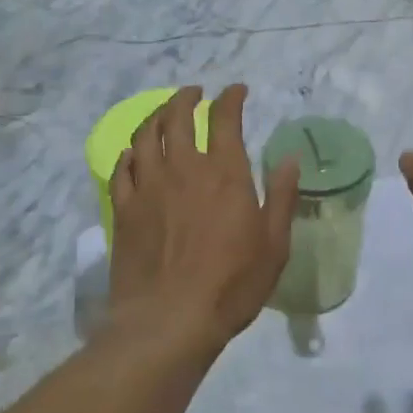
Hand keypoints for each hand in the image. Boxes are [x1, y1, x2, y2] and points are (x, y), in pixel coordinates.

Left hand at [109, 86, 298, 349]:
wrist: (169, 322)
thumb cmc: (231, 284)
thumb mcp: (274, 243)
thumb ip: (282, 196)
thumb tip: (290, 157)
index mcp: (224, 172)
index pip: (225, 118)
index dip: (231, 98)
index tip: (236, 90)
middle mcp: (183, 168)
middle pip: (177, 116)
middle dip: (187, 98)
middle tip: (195, 93)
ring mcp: (149, 187)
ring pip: (145, 136)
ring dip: (156, 116)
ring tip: (163, 113)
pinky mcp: (124, 210)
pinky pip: (122, 169)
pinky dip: (130, 153)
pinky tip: (134, 153)